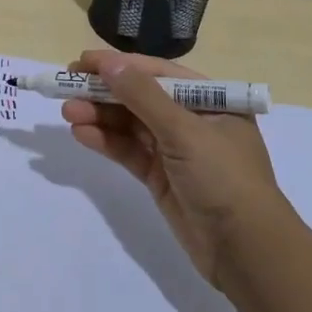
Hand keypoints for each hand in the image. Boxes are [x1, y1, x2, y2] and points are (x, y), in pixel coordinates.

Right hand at [61, 50, 287, 285]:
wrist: (245, 250)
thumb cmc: (224, 177)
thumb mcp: (184, 131)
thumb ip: (142, 96)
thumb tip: (108, 62)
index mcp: (211, 100)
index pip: (158, 73)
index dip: (119, 65)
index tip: (82, 62)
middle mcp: (193, 120)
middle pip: (140, 97)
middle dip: (104, 92)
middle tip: (65, 87)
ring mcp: (176, 150)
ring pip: (130, 125)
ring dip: (100, 116)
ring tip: (68, 112)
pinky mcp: (161, 177)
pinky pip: (129, 151)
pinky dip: (106, 142)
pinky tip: (81, 133)